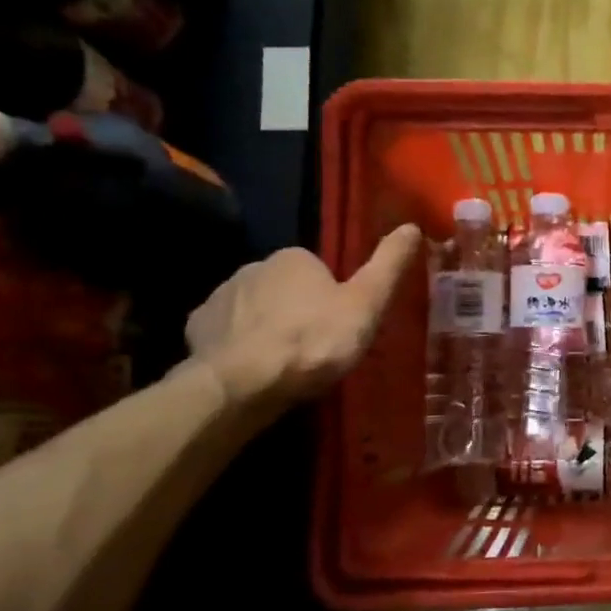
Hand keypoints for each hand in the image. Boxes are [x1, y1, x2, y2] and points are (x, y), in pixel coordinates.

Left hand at [186, 228, 420, 411]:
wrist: (244, 383)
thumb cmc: (314, 341)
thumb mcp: (366, 304)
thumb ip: (388, 265)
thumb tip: (413, 227)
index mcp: (294, 258)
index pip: (318, 269)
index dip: (332, 297)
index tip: (340, 326)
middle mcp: (253, 266)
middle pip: (285, 287)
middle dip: (298, 310)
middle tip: (317, 347)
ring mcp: (220, 296)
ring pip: (254, 308)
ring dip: (268, 327)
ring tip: (286, 364)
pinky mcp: (197, 328)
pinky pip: (227, 332)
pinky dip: (239, 345)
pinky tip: (254, 370)